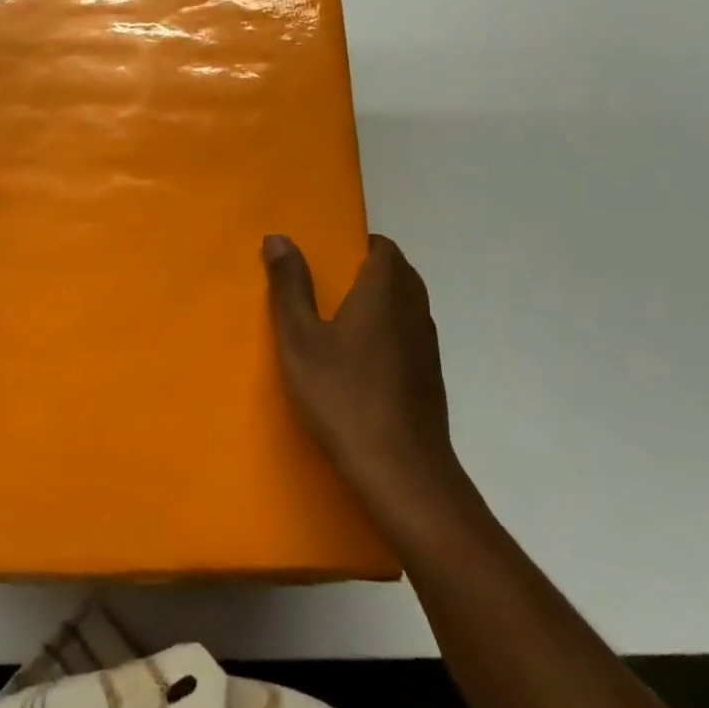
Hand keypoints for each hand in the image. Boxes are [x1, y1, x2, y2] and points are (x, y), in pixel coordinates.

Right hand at [263, 233, 475, 527]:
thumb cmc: (343, 395)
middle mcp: (414, 311)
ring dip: (380, 302)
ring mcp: (427, 346)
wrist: (401, 470)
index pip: (384, 248)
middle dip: (368, 270)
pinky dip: (388, 332)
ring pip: (407, 306)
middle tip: (327, 285)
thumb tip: (278, 237)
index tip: (328, 257)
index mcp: (385, 292)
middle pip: (399, 274)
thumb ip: (290, 286)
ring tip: (339, 321)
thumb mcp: (300, 340)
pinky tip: (360, 361)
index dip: (359, 245)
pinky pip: (409, 336)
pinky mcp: (430, 377)